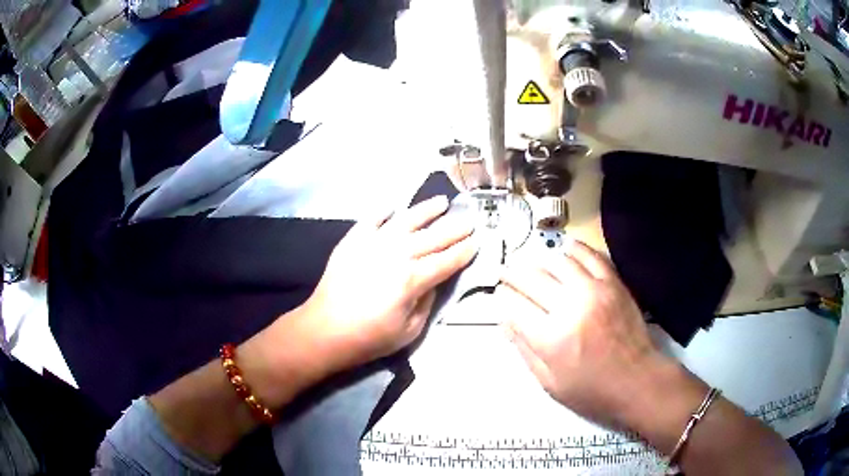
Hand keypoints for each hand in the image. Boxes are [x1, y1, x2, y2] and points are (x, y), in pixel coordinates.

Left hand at [303, 196, 476, 372]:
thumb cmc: (370, 337)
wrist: (325, 330)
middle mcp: (396, 254)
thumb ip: (427, 301)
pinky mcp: (353, 240)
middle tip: (470, 220)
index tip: (477, 242)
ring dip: (427, 210)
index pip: (446, 261)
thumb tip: (433, 280)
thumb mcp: (410, 331)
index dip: (464, 252)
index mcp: (412, 279)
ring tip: (442, 202)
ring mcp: (372, 243)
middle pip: (432, 237)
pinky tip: (394, 206)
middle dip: (454, 228)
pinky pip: (372, 219)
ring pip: (406, 220)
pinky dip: (383, 211)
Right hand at [499, 239, 664, 428]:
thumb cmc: (591, 390)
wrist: (636, 380)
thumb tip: (504, 323)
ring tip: (532, 262)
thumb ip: (525, 351)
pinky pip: (591, 256)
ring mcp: (594, 291)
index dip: (503, 298)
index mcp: (551, 339)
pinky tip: (566, 248)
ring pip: (559, 262)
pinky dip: (575, 249)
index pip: (516, 308)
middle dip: (513, 274)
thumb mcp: (550, 383)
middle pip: (533, 280)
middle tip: (505, 271)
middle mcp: (570, 308)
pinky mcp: (613, 284)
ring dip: (540, 260)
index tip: (498, 293)